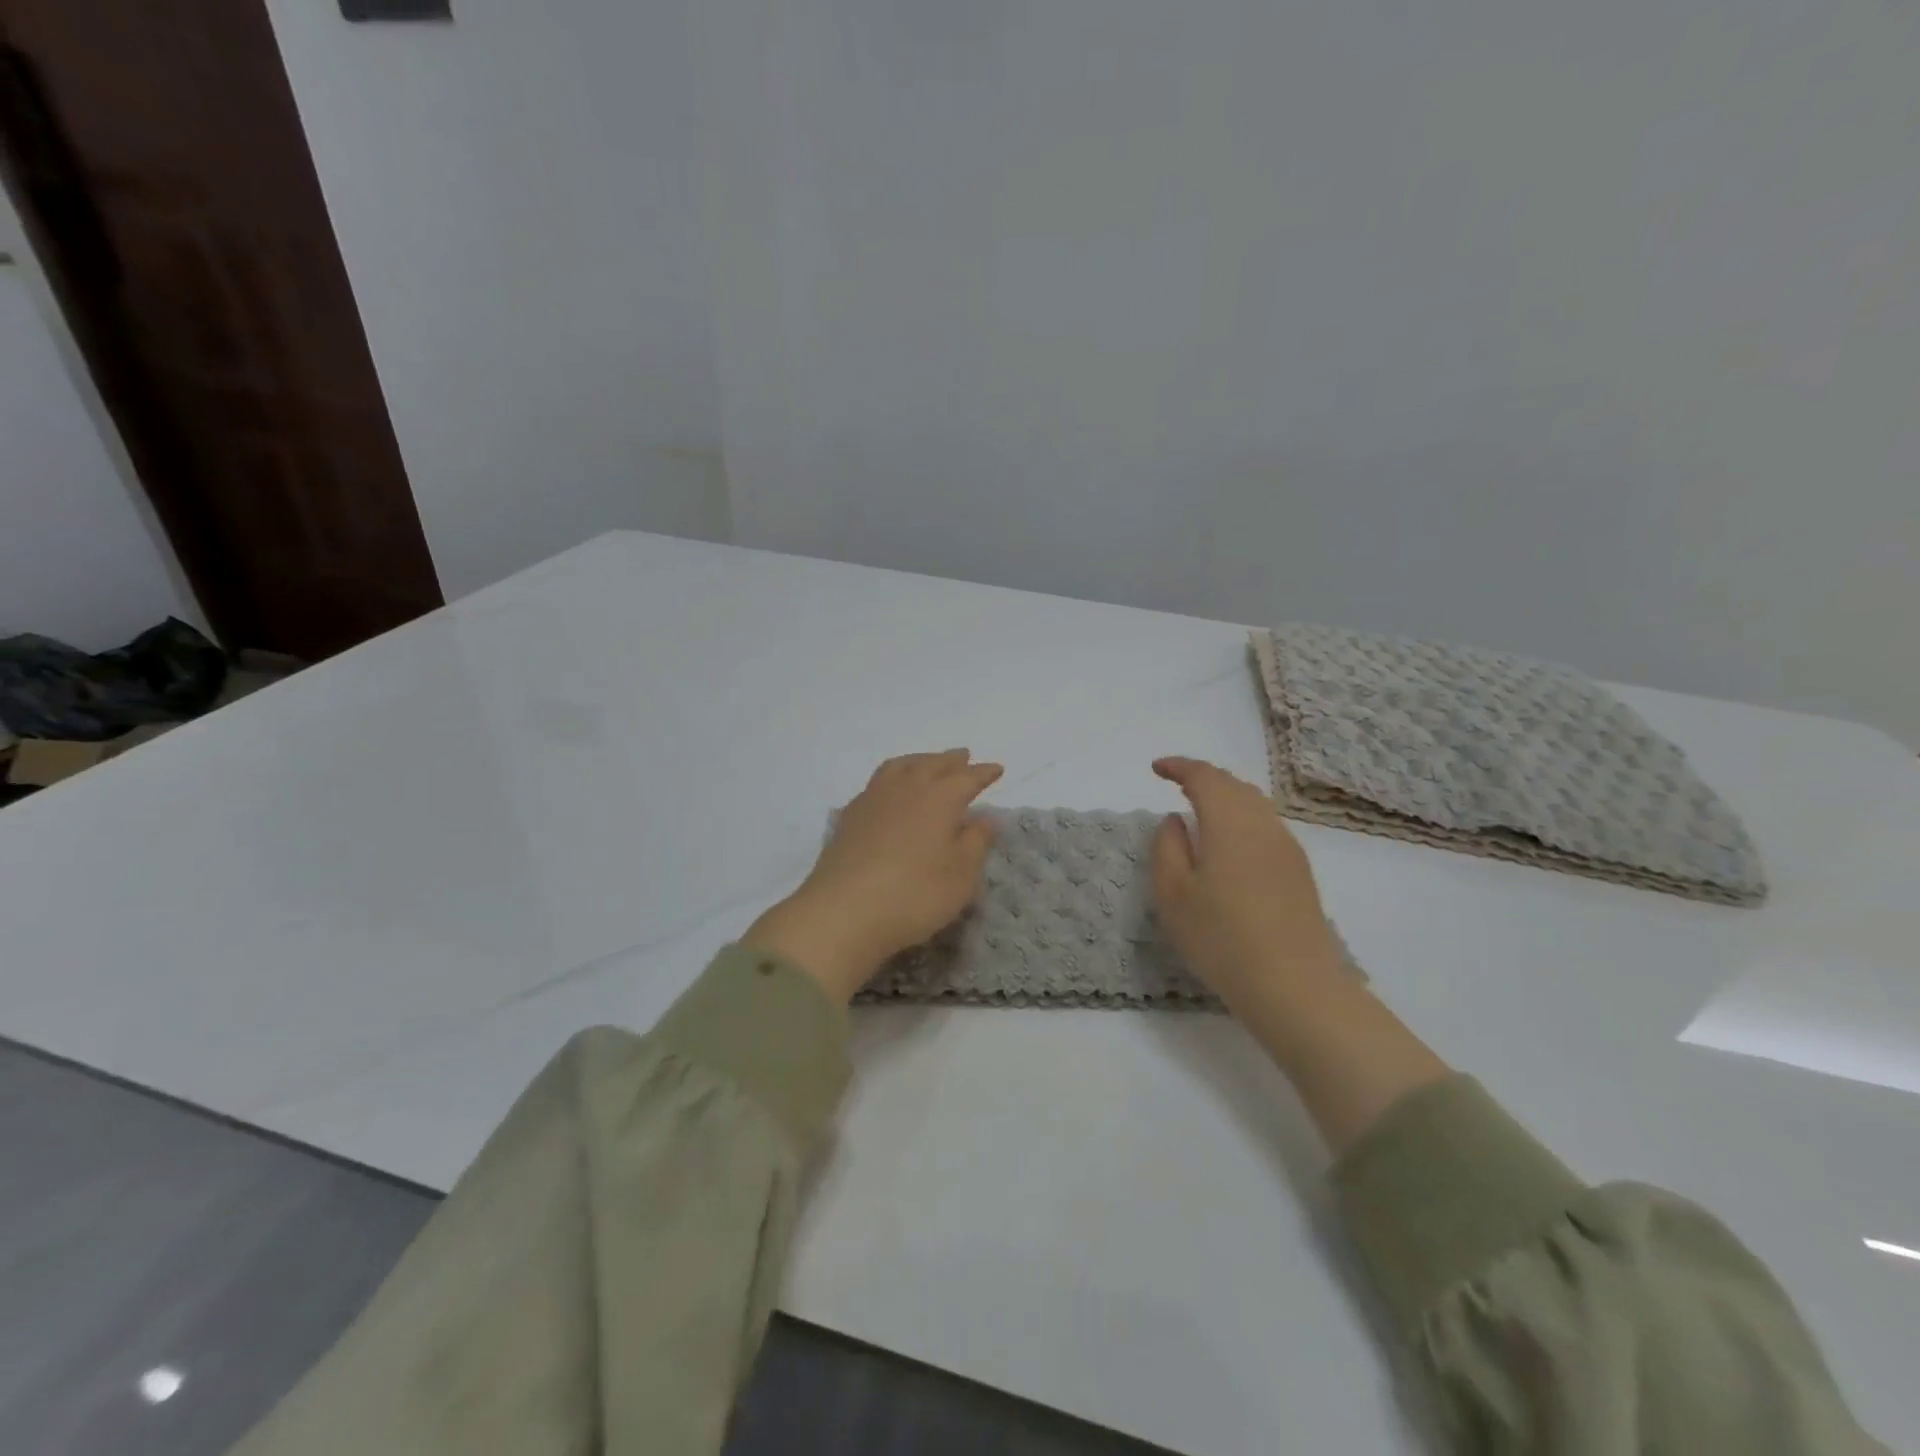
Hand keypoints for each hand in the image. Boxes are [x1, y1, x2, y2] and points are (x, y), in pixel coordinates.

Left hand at [744, 749, 1003, 1003]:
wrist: (843, 912)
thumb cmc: (914, 896)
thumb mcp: (960, 877)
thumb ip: (976, 843)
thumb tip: (986, 818)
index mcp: (939, 799)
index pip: (967, 778)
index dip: (983, 773)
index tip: (997, 768)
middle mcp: (906, 789)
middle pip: (932, 765)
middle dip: (951, 760)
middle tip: (963, 756)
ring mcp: (873, 799)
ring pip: (900, 767)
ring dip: (919, 760)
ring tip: (927, 763)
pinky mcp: (849, 816)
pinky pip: (876, 783)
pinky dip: (892, 778)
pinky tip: (890, 790)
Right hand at [1149, 756, 1343, 1013]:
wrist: (1295, 987)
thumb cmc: (1222, 939)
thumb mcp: (1173, 895)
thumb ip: (1167, 847)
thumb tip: (1176, 820)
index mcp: (1230, 824)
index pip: (1205, 777)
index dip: (1179, 767)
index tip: (1156, 769)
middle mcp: (1263, 825)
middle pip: (1234, 785)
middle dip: (1204, 777)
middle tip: (1177, 783)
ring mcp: (1287, 848)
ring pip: (1255, 803)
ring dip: (1226, 796)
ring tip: (1202, 808)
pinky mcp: (1300, 872)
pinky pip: (1267, 825)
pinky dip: (1243, 817)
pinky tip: (1231, 841)